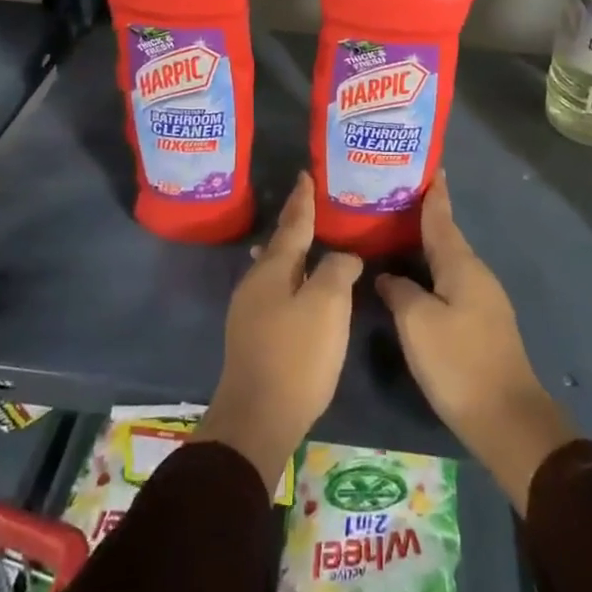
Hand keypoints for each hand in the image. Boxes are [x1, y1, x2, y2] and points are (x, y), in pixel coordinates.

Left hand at [196, 172, 361, 492]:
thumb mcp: (327, 306)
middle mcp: (255, 282)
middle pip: (279, 244)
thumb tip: (343, 256)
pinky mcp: (252, 334)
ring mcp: (249, 309)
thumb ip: (337, 270)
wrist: (258, 417)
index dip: (302, 200)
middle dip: (295, 224)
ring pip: (274, 268)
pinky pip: (274, 290)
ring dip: (291, 252)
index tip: (305, 175)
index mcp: (272, 269)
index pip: (293, 224)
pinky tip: (294, 285)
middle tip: (312, 205)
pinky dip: (289, 277)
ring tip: (303, 241)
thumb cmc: (296, 355)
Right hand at [375, 174, 576, 514]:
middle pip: (445, 237)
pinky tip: (410, 277)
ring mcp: (481, 300)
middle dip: (421, 216)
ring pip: (446, 262)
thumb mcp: (417, 323)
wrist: (506, 419)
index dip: (433, 193)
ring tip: (392, 233)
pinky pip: (448, 283)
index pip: (442, 218)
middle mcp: (475, 274)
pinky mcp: (479, 323)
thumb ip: (399, 291)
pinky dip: (428, 271)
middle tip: (390, 197)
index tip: (428, 166)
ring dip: (423, 246)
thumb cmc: (458, 362)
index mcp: (462, 265)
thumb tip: (388, 276)